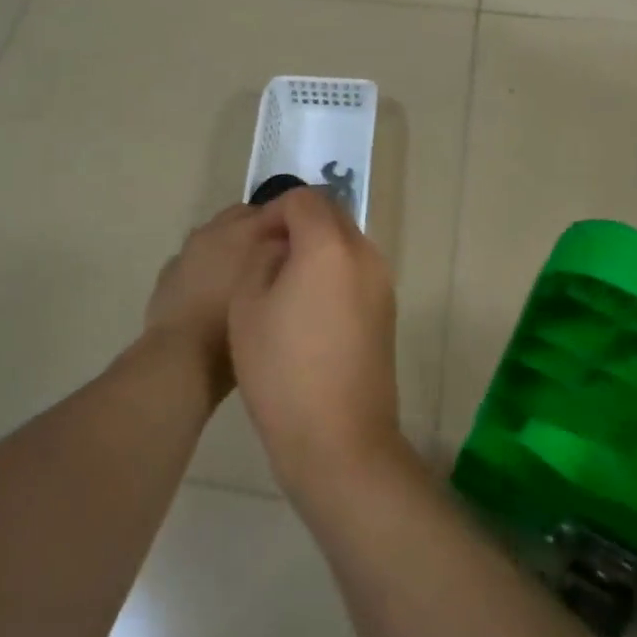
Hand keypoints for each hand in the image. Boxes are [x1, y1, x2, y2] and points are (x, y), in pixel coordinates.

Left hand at [144, 204, 280, 395]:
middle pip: (246, 216)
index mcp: (245, 230)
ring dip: (232, 245)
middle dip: (262, 229)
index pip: (278, 208)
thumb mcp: (277, 292)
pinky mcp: (169, 271)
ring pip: (218, 235)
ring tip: (246, 274)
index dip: (293, 221)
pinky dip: (208, 265)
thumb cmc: (237, 324)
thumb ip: (287, 262)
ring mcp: (188, 249)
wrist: (181, 355)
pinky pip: (195, 258)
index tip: (306, 240)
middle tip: (278, 257)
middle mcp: (215, 230)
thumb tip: (295, 248)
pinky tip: (214, 289)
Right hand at [229, 187, 401, 505]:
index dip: (274, 211)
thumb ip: (262, 258)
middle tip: (267, 259)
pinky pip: (357, 272)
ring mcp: (382, 283)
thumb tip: (280, 245)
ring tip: (285, 287)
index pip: (304, 199)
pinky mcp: (388, 311)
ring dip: (316, 249)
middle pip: (331, 215)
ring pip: (346, 243)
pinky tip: (309, 312)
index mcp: (329, 245)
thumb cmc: (282, 369)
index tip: (254, 241)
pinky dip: (333, 273)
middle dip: (298, 225)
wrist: (338, 437)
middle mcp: (365, 254)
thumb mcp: (248, 305)